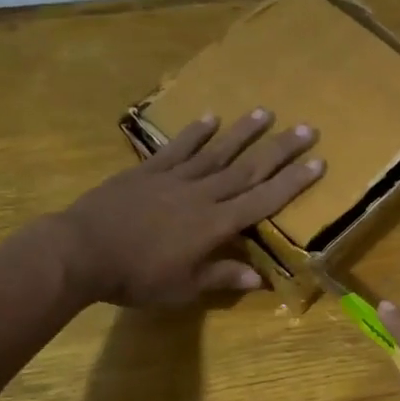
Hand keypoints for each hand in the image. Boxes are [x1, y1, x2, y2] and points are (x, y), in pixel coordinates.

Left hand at [57, 110, 324, 305]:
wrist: (81, 251)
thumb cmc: (136, 277)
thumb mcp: (183, 287)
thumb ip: (222, 278)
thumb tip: (260, 280)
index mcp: (216, 225)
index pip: (263, 200)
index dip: (292, 183)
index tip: (318, 163)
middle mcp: (202, 195)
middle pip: (248, 169)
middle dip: (280, 149)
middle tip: (307, 128)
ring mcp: (174, 178)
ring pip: (217, 152)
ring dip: (243, 132)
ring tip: (265, 112)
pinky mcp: (148, 171)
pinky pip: (178, 148)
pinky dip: (195, 132)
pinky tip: (211, 117)